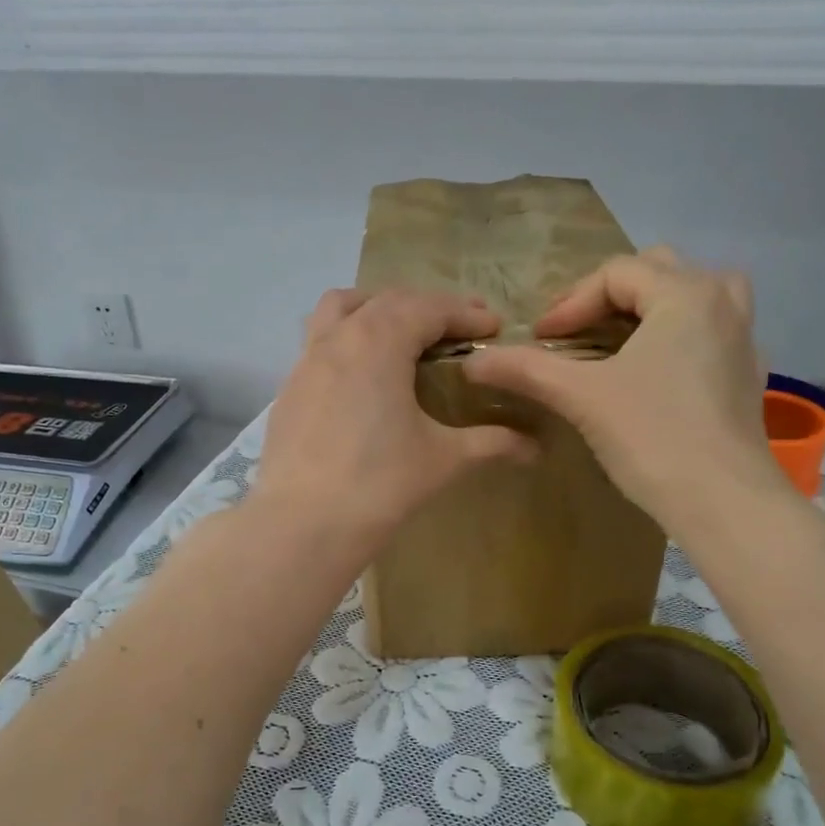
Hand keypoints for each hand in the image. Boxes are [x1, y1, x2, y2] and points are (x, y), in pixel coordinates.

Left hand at [252, 288, 538, 553]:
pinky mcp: (289, 389)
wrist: (304, 524)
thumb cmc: (381, 484)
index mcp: (380, 341)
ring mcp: (306, 361)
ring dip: (376, 309)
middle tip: (459, 329)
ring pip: (340, 310)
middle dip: (428, 307)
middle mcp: (340, 337)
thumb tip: (535, 447)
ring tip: (401, 333)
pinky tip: (362, 377)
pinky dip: (347, 341)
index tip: (494, 326)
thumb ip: (491, 442)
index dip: (466, 313)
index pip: (430, 308)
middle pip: (388, 301)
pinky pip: (319, 343)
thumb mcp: (443, 458)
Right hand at [463, 248, 789, 535]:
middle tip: (577, 330)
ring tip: (624, 334)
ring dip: (655, 304)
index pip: (616, 274)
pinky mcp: (748, 375)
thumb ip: (527, 370)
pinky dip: (683, 334)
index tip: (541, 338)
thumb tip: (472, 361)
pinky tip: (661, 368)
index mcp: (685, 294)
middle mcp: (723, 303)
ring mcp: (744, 339)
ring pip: (698, 294)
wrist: (723, 501)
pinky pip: (714, 331)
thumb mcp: (582, 396)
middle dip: (610, 295)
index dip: (570, 302)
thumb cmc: (653, 436)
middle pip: (659, 271)